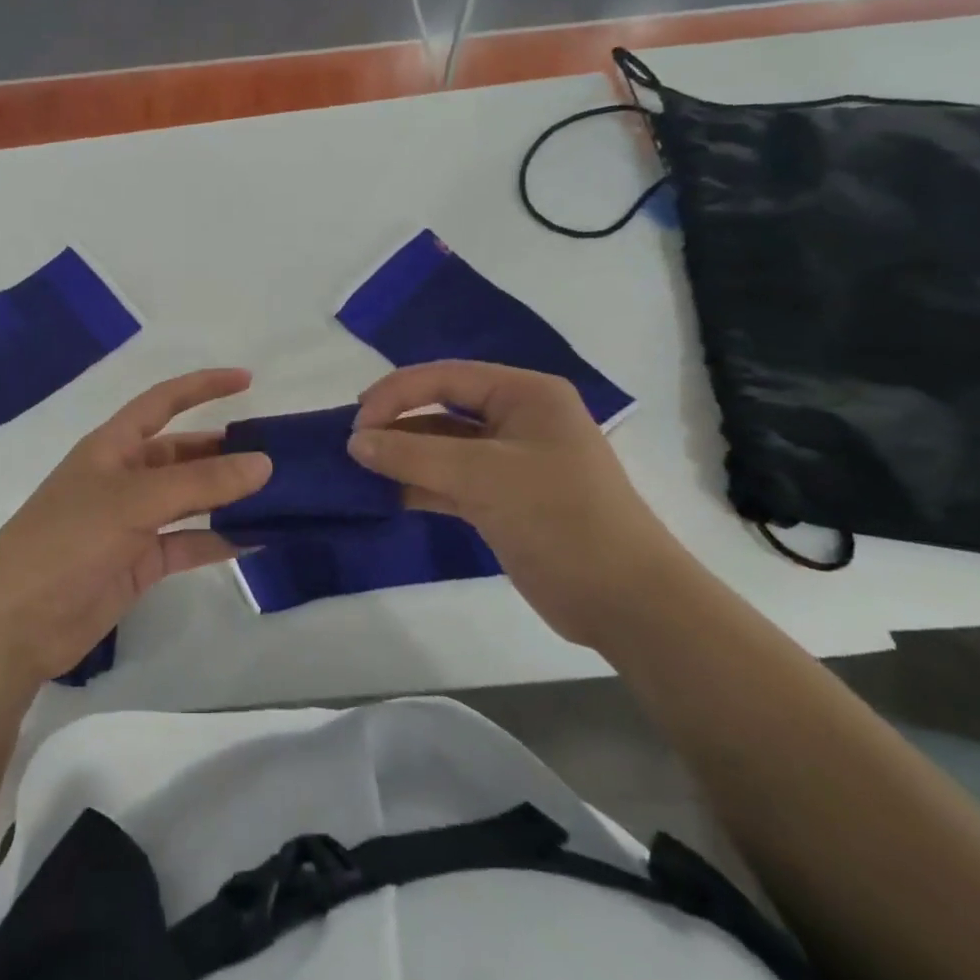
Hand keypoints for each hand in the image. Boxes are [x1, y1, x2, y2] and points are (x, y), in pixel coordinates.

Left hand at [0, 369, 270, 685]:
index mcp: (113, 446)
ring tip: (278, 495)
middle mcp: (124, 478)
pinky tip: (257, 540)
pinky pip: (188, 544)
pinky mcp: (139, 563)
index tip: (247, 380)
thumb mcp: (134, 501)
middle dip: (224, 451)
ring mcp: (132, 523)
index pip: (163, 402)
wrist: (16, 622)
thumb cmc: (68, 540)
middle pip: (183, 454)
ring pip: (190, 500)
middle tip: (277, 455)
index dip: (202, 386)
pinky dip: (219, 541)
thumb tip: (263, 463)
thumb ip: (200, 483)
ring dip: (228, 497)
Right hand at [347, 361, 693, 647]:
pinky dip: (418, 484)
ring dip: (403, 456)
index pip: (447, 377)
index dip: (397, 392)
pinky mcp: (502, 500)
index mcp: (526, 394)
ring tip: (358, 468)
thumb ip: (413, 455)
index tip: (357, 421)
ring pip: (442, 447)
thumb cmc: (561, 518)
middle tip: (353, 444)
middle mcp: (517, 419)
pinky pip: (449, 480)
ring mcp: (509, 462)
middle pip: (442, 408)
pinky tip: (384, 494)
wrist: (626, 602)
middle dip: (397, 423)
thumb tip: (354, 442)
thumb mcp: (484, 478)